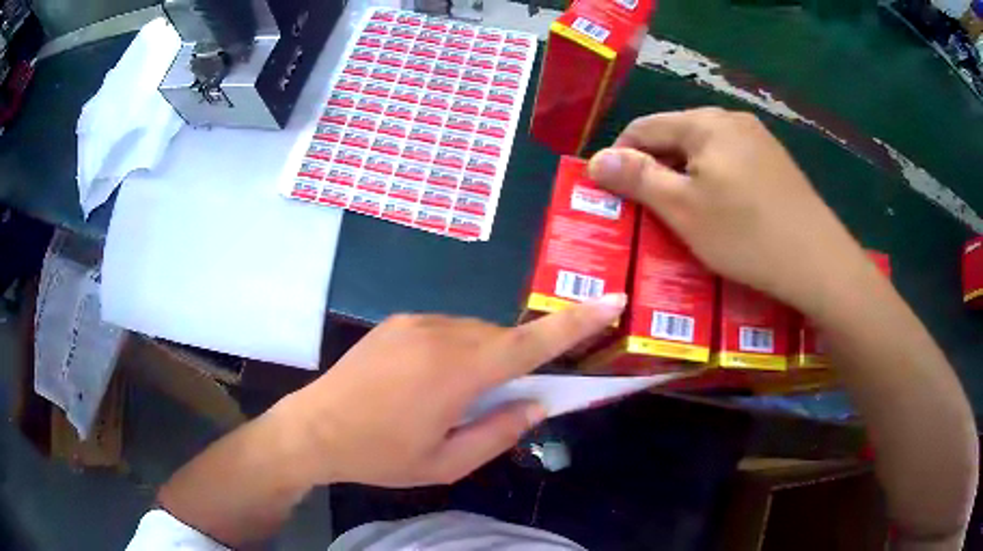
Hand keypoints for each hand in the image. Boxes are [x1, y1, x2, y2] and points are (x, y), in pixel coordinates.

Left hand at [279, 295, 624, 487]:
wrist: (313, 428)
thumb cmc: (380, 454)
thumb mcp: (446, 464)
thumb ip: (499, 433)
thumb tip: (536, 405)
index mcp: (458, 372)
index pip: (532, 343)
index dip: (577, 321)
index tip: (613, 299)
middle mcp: (441, 334)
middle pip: (503, 338)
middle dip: (513, 364)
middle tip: (495, 402)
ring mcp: (416, 321)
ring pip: (475, 332)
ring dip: (481, 359)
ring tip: (449, 399)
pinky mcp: (399, 320)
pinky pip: (447, 329)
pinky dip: (456, 351)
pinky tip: (426, 382)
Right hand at [588, 107, 868, 314]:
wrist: (818, 262)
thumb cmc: (746, 234)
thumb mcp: (683, 209)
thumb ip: (637, 178)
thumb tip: (596, 158)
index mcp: (704, 123)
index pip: (644, 128)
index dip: (620, 157)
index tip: (612, 193)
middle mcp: (732, 120)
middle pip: (676, 137)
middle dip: (655, 169)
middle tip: (647, 210)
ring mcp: (759, 140)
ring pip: (704, 152)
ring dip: (685, 177)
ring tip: (682, 214)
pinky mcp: (776, 163)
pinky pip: (731, 163)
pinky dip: (714, 182)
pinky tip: (721, 212)